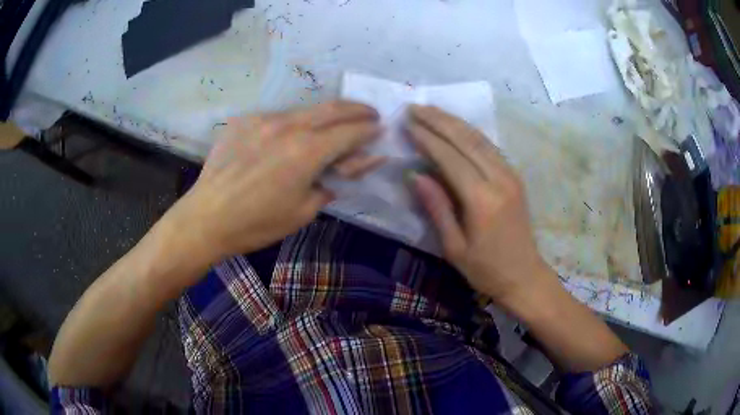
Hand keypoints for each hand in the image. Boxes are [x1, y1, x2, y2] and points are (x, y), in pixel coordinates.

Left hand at [163, 101, 383, 273]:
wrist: (207, 218)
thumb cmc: (257, 223)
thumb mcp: (303, 211)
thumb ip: (332, 183)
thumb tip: (353, 166)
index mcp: (306, 151)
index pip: (350, 132)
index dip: (369, 129)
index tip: (381, 127)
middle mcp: (288, 126)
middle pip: (332, 108)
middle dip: (357, 108)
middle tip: (370, 112)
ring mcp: (263, 119)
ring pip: (305, 110)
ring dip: (325, 115)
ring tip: (333, 124)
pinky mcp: (244, 120)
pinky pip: (277, 117)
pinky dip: (293, 124)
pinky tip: (289, 137)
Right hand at [406, 105, 551, 309]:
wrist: (525, 276)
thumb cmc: (486, 269)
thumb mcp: (454, 247)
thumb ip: (437, 207)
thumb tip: (415, 174)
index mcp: (482, 199)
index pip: (450, 158)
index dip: (427, 139)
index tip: (407, 123)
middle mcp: (499, 179)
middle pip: (466, 140)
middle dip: (439, 120)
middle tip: (415, 107)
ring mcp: (511, 175)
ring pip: (480, 139)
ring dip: (454, 121)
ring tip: (432, 110)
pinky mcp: (514, 177)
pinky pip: (490, 147)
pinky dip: (470, 132)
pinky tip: (457, 126)